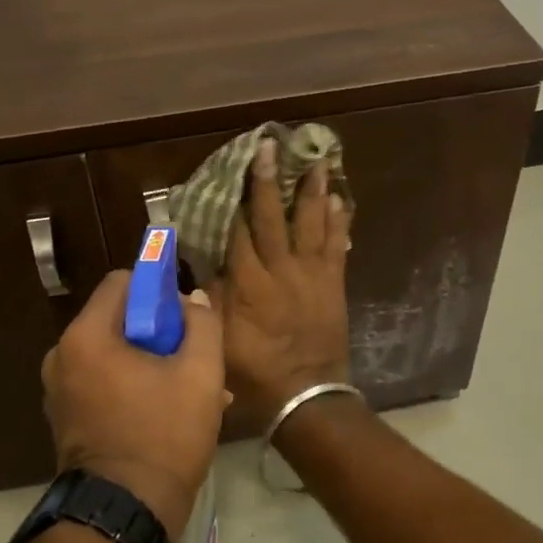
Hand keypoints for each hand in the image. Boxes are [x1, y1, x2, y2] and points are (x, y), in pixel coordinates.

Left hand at [41, 271, 225, 541]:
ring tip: (187, 389)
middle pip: (117, 319)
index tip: (185, 316)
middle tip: (191, 356)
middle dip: (158, 331)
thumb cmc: (164, 435)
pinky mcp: (64, 418)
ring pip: (112, 353)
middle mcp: (61, 355)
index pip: (122, 282)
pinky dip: (130, 385)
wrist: (124, 514)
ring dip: (149, 361)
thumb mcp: (200, 374)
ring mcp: (58, 390)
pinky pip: (101, 382)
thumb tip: (193, 300)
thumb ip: (202, 324)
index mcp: (86, 336)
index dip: (158, 289)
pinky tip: (166, 411)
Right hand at [216, 137, 353, 419]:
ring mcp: (311, 274)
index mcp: (249, 282)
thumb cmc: (255, 371)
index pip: (236, 230)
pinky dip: (339, 222)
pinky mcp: (333, 283)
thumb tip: (201, 265)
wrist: (306, 395)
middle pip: (271, 217)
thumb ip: (210, 300)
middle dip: (267, 180)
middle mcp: (281, 269)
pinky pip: (337, 246)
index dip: (230, 198)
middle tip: (269, 147)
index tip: (228, 169)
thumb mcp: (219, 340)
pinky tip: (341, 201)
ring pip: (311, 223)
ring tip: (316, 161)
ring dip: (312, 191)